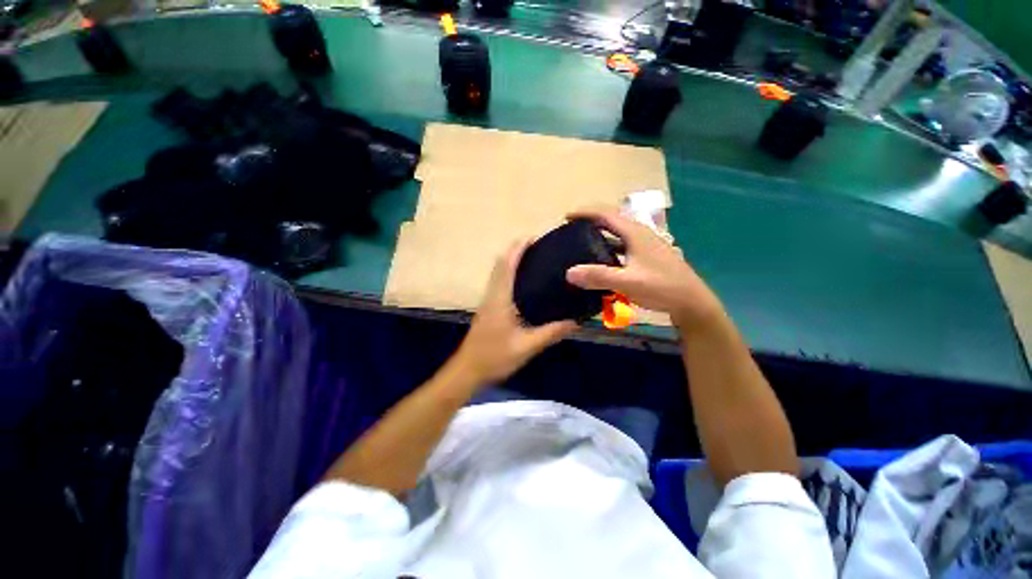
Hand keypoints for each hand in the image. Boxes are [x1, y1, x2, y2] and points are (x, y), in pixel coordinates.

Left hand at [454, 241, 577, 384]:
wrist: (468, 370)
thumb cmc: (495, 357)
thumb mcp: (527, 347)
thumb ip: (551, 333)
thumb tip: (576, 321)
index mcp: (500, 298)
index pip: (507, 265)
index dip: (519, 248)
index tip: (534, 237)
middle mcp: (492, 294)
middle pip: (501, 263)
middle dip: (516, 250)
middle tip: (539, 247)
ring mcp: (488, 300)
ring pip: (498, 272)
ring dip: (512, 260)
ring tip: (534, 259)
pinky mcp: (488, 307)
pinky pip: (498, 282)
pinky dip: (509, 272)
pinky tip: (524, 283)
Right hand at [565, 208, 723, 331]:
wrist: (691, 302)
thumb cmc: (662, 287)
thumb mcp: (628, 282)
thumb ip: (599, 276)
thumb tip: (569, 272)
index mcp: (635, 233)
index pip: (606, 214)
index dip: (585, 212)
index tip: (566, 217)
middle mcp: (640, 234)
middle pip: (612, 220)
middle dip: (591, 222)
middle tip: (572, 230)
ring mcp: (646, 245)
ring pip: (618, 234)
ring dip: (600, 235)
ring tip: (583, 243)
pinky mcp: (648, 256)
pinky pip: (623, 246)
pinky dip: (609, 248)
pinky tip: (603, 261)